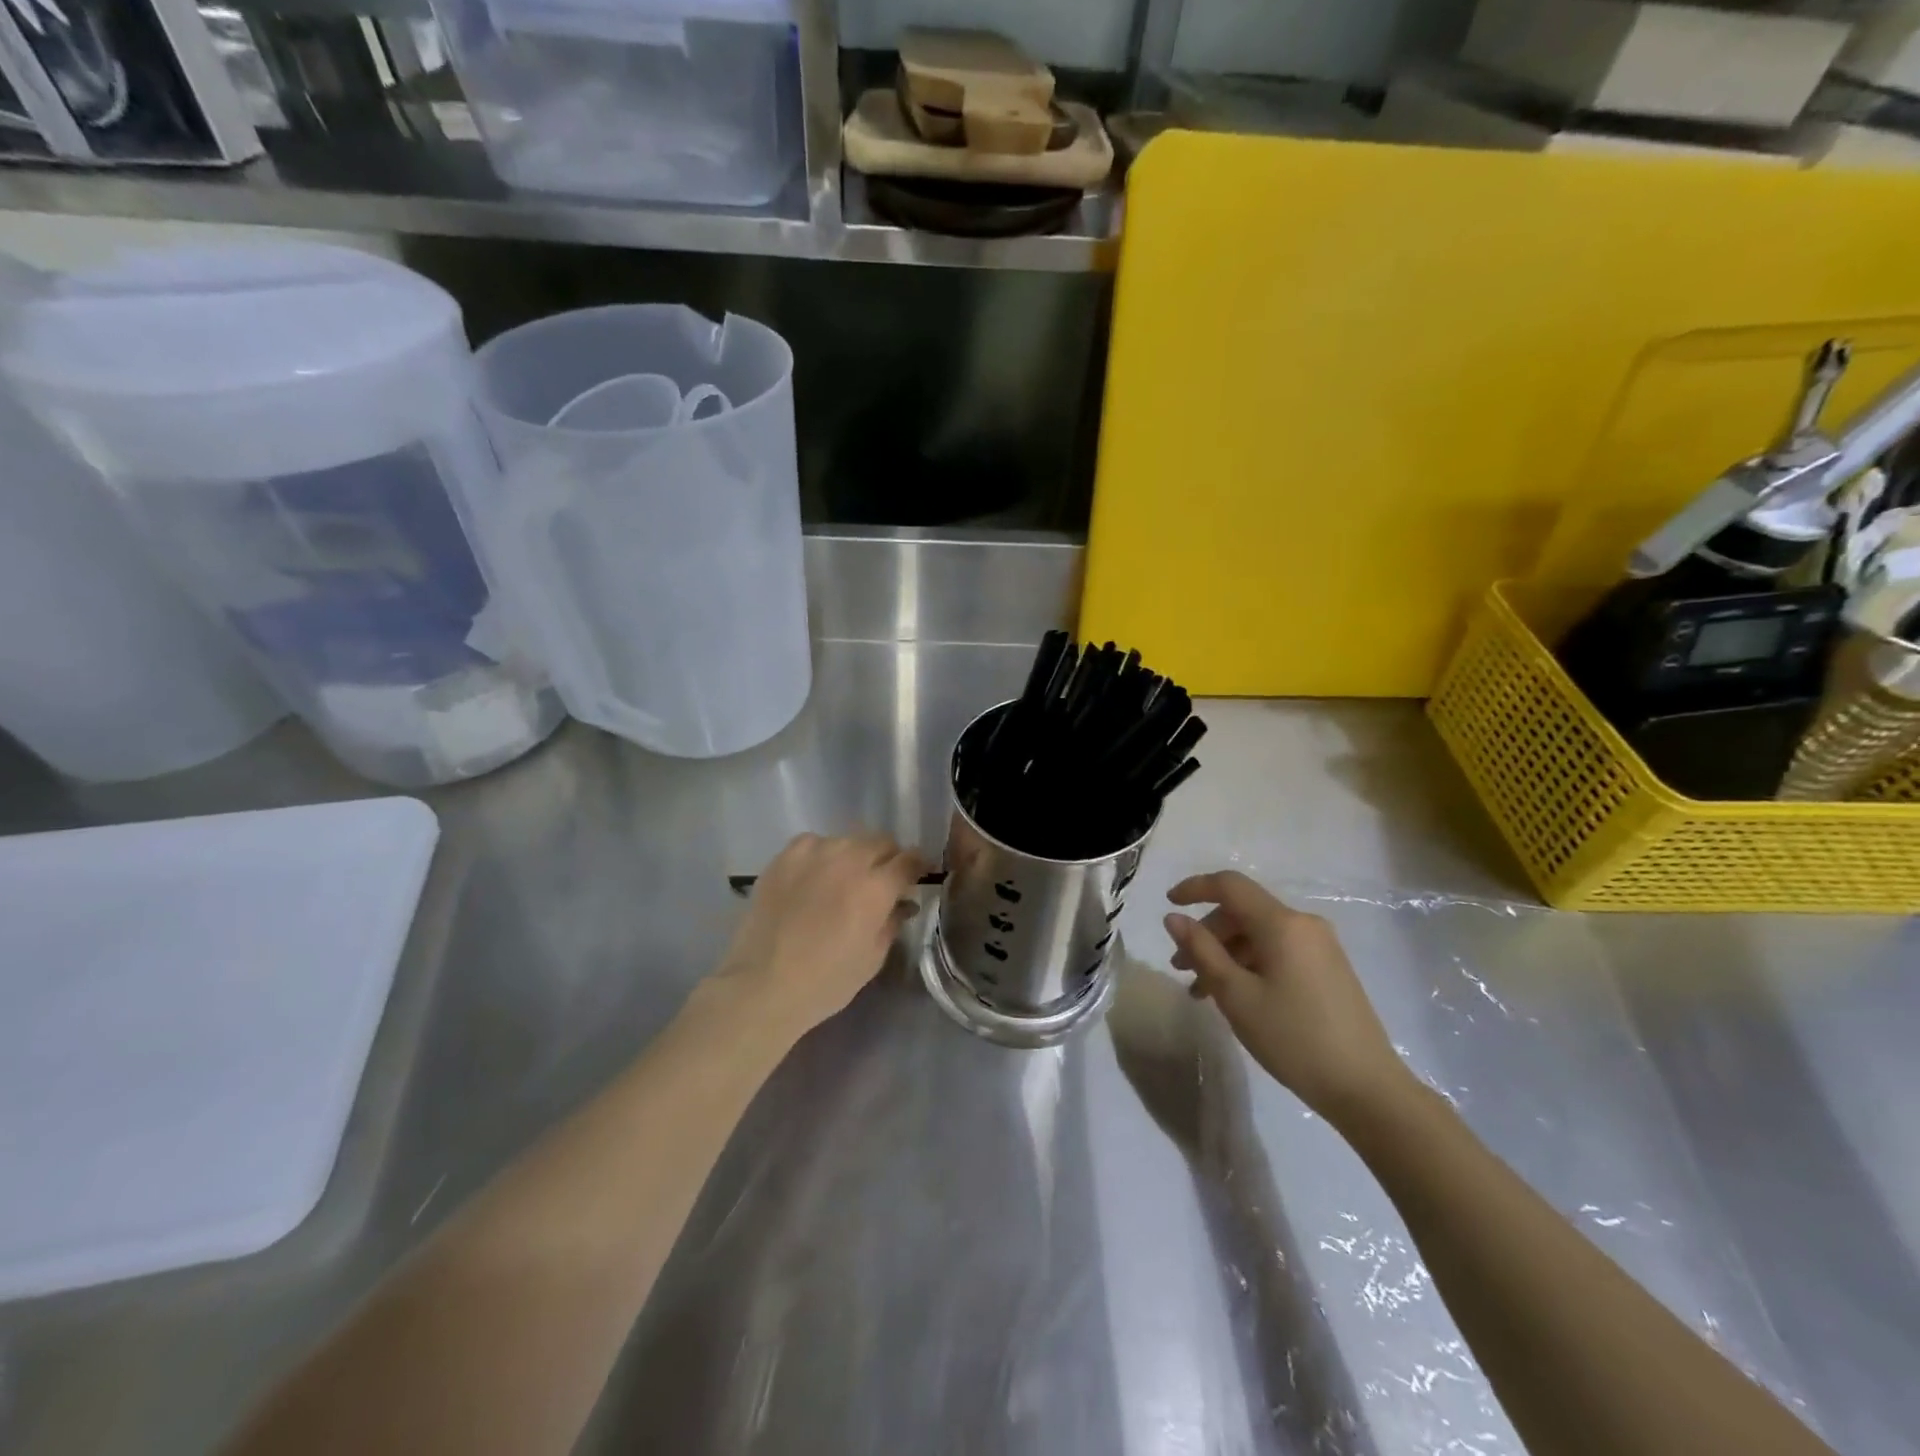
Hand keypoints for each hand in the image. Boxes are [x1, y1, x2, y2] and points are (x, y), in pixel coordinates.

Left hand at [712, 833, 929, 1038]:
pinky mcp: (785, 856)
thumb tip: (902, 903)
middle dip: (888, 858)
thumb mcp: (873, 958)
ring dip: (855, 855)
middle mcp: (849, 859)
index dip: (918, 865)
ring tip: (845, 879)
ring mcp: (814, 853)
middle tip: (882, 880)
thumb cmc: (826, 981)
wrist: (762, 984)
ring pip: (848, 841)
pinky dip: (822, 855)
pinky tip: (815, 876)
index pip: (909, 859)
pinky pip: (815, 843)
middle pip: (881, 841)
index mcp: (876, 887)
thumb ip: (892, 922)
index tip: (917, 876)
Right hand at [1165, 871, 1411, 1121]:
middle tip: (1180, 968)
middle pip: (1243, 912)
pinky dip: (1249, 964)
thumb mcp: (1236, 995)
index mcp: (1282, 923)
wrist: (1367, 1088)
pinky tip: (1236, 996)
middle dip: (1207, 933)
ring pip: (1258, 935)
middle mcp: (1303, 924)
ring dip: (1226, 954)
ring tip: (1202, 992)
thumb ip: (1202, 950)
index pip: (1230, 885)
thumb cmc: (1294, 1038)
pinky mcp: (1328, 969)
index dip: (1195, 888)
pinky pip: (1277, 951)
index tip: (1167, 903)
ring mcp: (1320, 947)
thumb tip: (1174, 918)